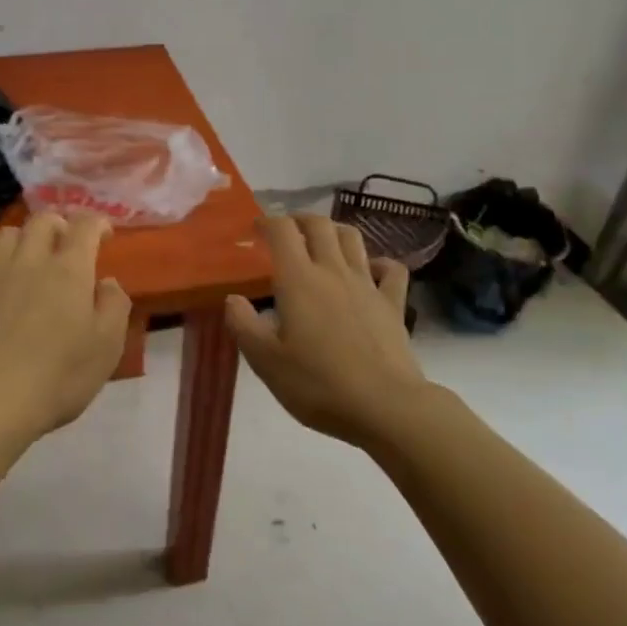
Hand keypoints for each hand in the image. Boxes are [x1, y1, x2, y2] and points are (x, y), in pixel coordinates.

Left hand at [0, 212, 131, 444]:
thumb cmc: (58, 375)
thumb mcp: (107, 346)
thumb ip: (114, 305)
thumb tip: (106, 283)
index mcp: (69, 269)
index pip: (85, 225)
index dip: (97, 223)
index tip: (105, 236)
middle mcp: (30, 262)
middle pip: (42, 220)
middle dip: (60, 225)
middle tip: (68, 244)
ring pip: (8, 235)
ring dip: (26, 240)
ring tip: (33, 262)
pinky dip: (0, 274)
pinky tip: (4, 298)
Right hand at [226, 214, 428, 445]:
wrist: (385, 406)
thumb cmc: (318, 385)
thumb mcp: (267, 362)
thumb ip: (244, 326)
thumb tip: (232, 299)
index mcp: (299, 280)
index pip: (282, 231)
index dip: (268, 221)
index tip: (256, 228)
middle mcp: (333, 271)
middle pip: (319, 225)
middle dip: (300, 219)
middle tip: (287, 230)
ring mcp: (367, 285)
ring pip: (353, 238)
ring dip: (335, 231)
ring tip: (323, 241)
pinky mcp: (393, 304)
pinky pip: (391, 270)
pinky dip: (380, 263)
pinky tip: (371, 271)